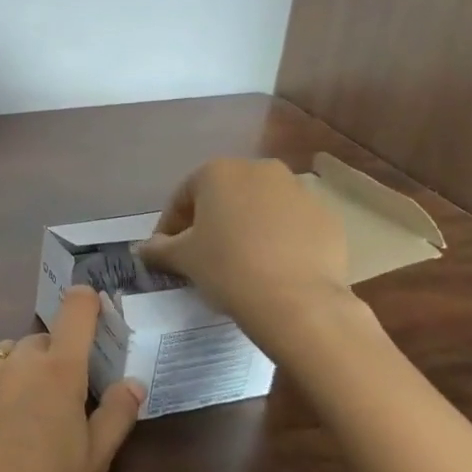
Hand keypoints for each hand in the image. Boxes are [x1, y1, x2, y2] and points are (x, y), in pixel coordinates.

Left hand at [0, 287, 143, 471]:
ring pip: (7, 356)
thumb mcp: (95, 461)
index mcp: (60, 372)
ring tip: (18, 417)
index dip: (85, 302)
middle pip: (41, 342)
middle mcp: (18, 360)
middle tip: (56, 402)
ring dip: (18, 372)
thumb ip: (118, 414)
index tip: (89, 301)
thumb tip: (134, 382)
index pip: (75, 313)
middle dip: (52, 360)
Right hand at [134, 157, 348, 326]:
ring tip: (240, 261)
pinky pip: (291, 224)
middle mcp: (260, 170)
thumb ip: (158, 248)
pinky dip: (278, 239)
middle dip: (210, 221)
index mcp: (218, 172)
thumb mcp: (181, 258)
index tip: (167, 252)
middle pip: (224, 196)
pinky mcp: (327, 217)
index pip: (183, 198)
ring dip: (246, 227)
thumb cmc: (227, 268)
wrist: (298, 302)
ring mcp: (299, 191)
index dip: (171, 226)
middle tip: (202, 254)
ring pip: (260, 208)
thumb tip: (144, 248)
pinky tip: (272, 267)